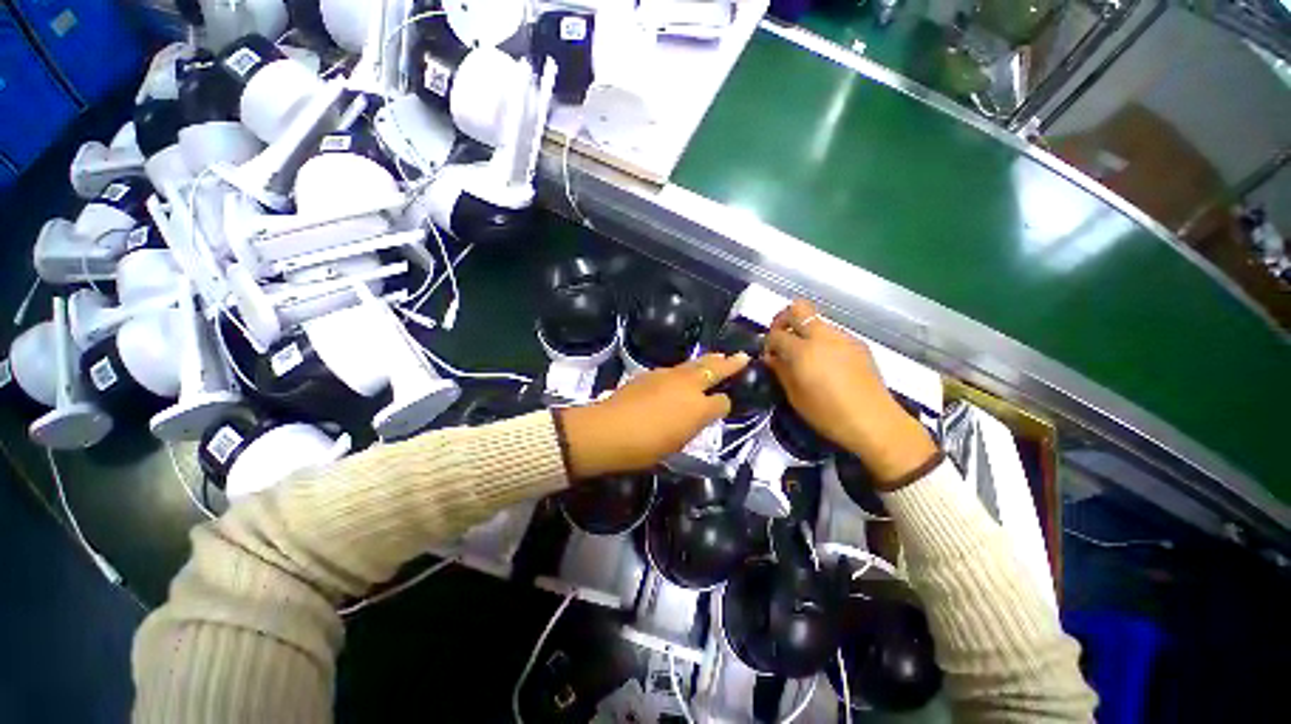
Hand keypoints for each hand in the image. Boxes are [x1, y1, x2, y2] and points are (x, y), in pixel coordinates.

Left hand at [558, 353, 750, 478]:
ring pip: (694, 363)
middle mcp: (687, 385)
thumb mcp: (676, 444)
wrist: (608, 429)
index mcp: (699, 408)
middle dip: (729, 362)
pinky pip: (674, 368)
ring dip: (707, 361)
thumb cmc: (645, 446)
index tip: (725, 404)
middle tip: (741, 356)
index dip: (725, 403)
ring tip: (716, 357)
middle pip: (714, 368)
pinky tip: (680, 375)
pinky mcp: (650, 373)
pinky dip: (683, 370)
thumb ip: (692, 425)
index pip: (722, 401)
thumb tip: (700, 413)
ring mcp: (668, 375)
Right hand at [763, 300, 937, 487]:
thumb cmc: (827, 414)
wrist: (874, 422)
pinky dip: (822, 341)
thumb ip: (780, 371)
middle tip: (782, 338)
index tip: (769, 355)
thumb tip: (772, 357)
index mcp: (803, 350)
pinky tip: (826, 363)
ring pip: (817, 320)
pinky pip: (833, 334)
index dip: (768, 343)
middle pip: (798, 308)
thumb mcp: (795, 396)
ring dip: (805, 331)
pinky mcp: (858, 344)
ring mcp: (843, 338)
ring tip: (805, 355)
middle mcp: (823, 336)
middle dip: (784, 318)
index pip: (776, 334)